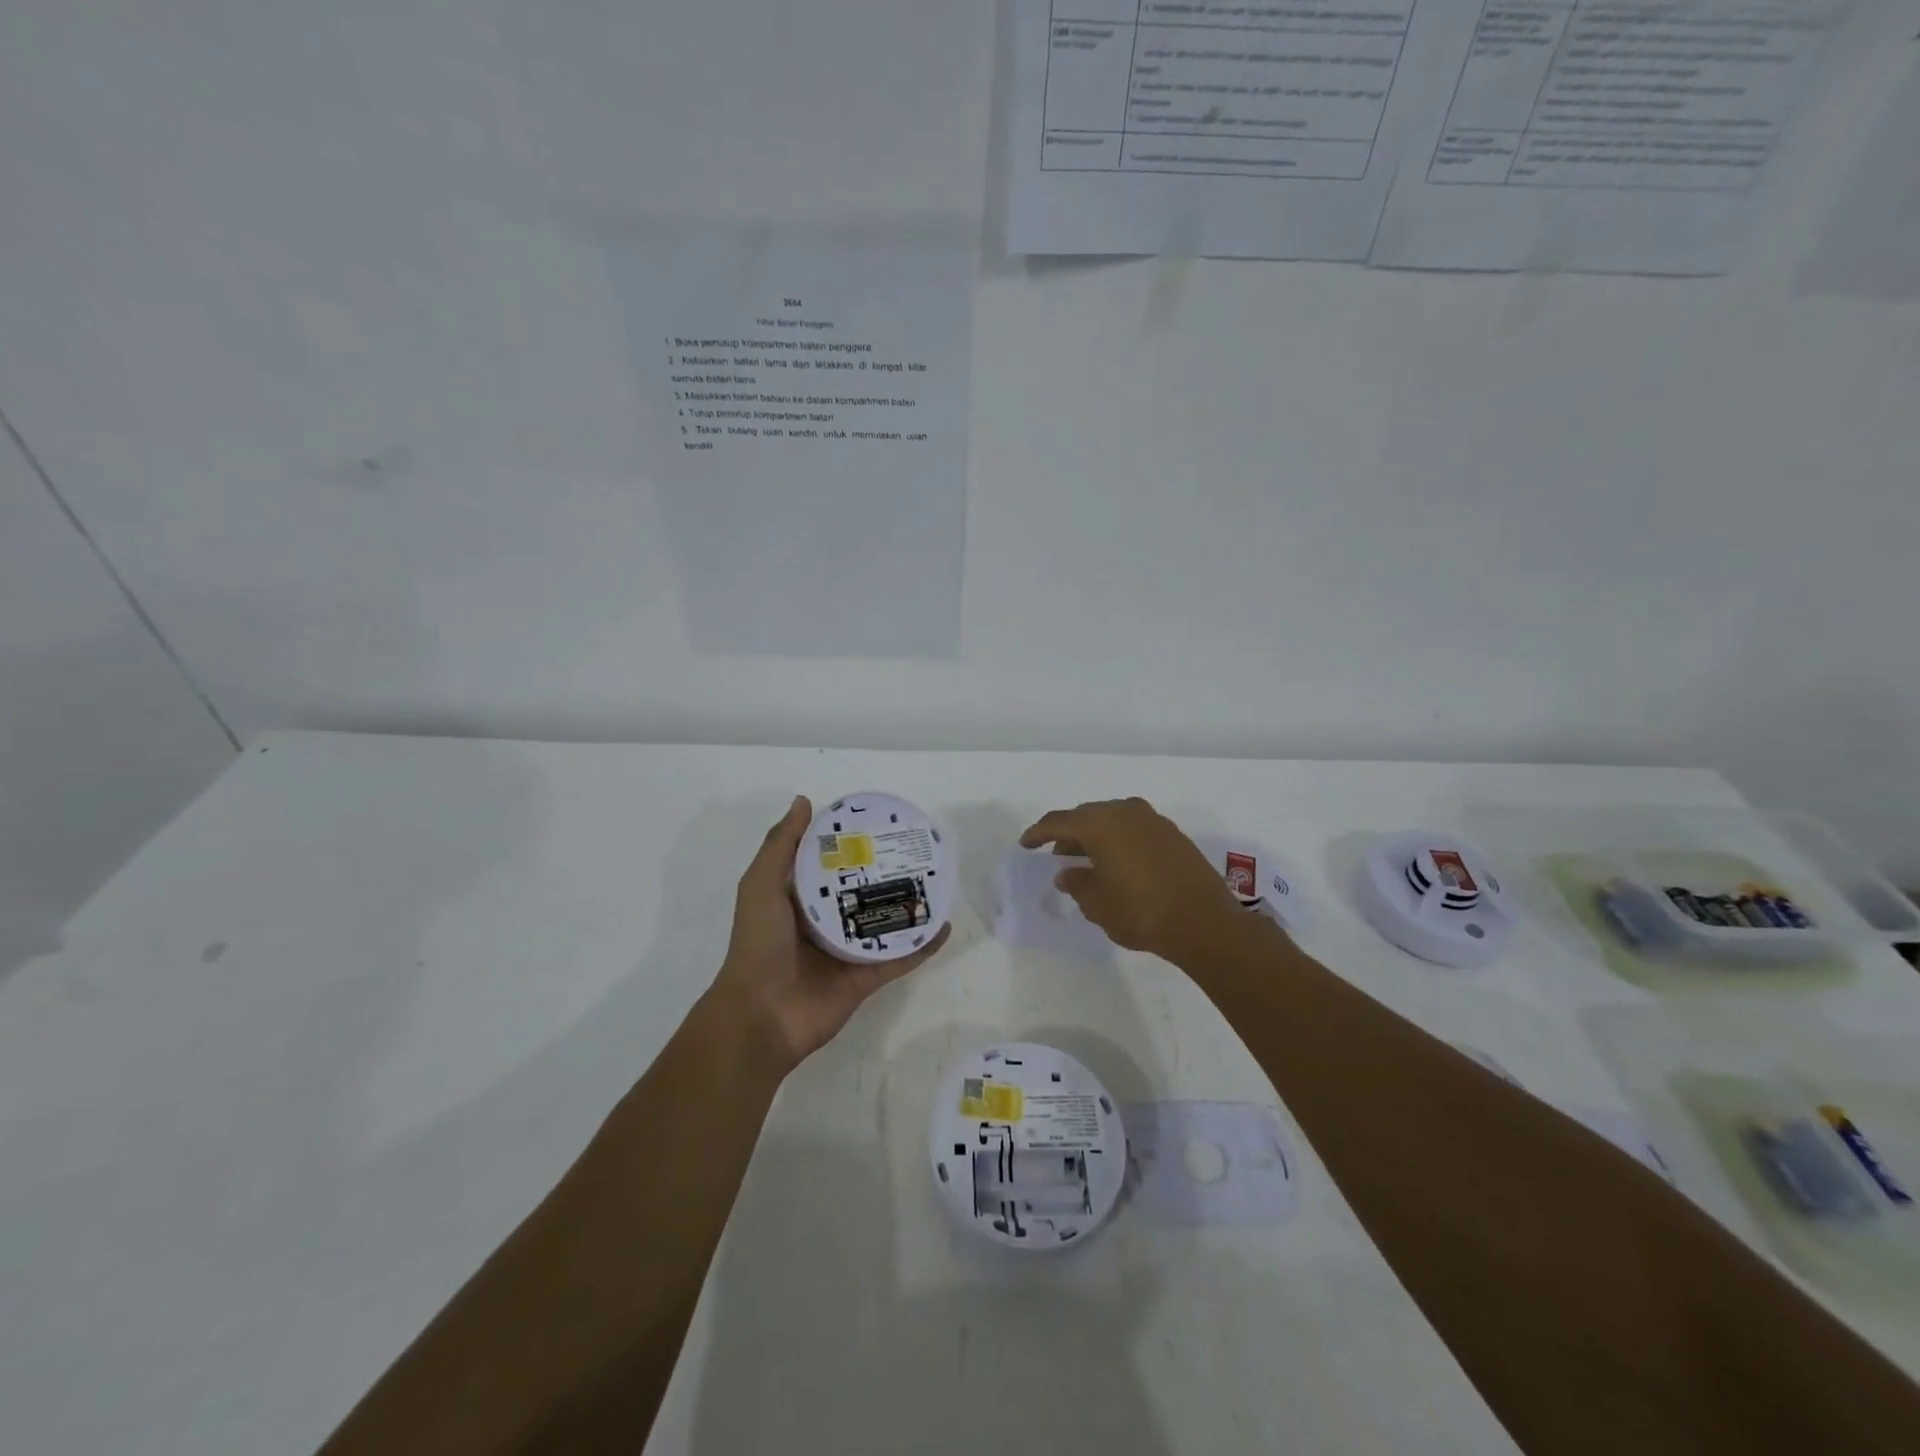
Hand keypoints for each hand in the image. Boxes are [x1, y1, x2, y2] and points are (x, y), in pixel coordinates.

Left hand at [709, 796, 949, 1072]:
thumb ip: (781, 845)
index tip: (877, 822)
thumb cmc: (759, 944)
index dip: (850, 844)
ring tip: (937, 882)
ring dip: (909, 906)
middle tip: (915, 848)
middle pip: (862, 891)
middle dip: (886, 872)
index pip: (830, 864)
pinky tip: (945, 926)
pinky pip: (900, 958)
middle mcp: (825, 922)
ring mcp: (847, 952)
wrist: (761, 1015)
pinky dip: (922, 945)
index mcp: (799, 899)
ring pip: (885, 922)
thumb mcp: (761, 885)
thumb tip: (804, 801)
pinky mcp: (865, 979)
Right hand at [1019, 797, 1248, 964]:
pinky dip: (1119, 839)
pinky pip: (1134, 828)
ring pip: (1112, 820)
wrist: (1205, 923)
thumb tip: (1067, 872)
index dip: (1038, 833)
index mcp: (1100, 824)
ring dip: (1095, 835)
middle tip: (1056, 854)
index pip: (1058, 822)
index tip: (1025, 845)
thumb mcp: (1097, 904)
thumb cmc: (1141, 913)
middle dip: (1068, 833)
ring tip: (1087, 860)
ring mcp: (1153, 820)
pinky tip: (1118, 862)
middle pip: (1086, 816)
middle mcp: (1125, 812)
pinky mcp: (1172, 834)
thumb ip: (1077, 883)